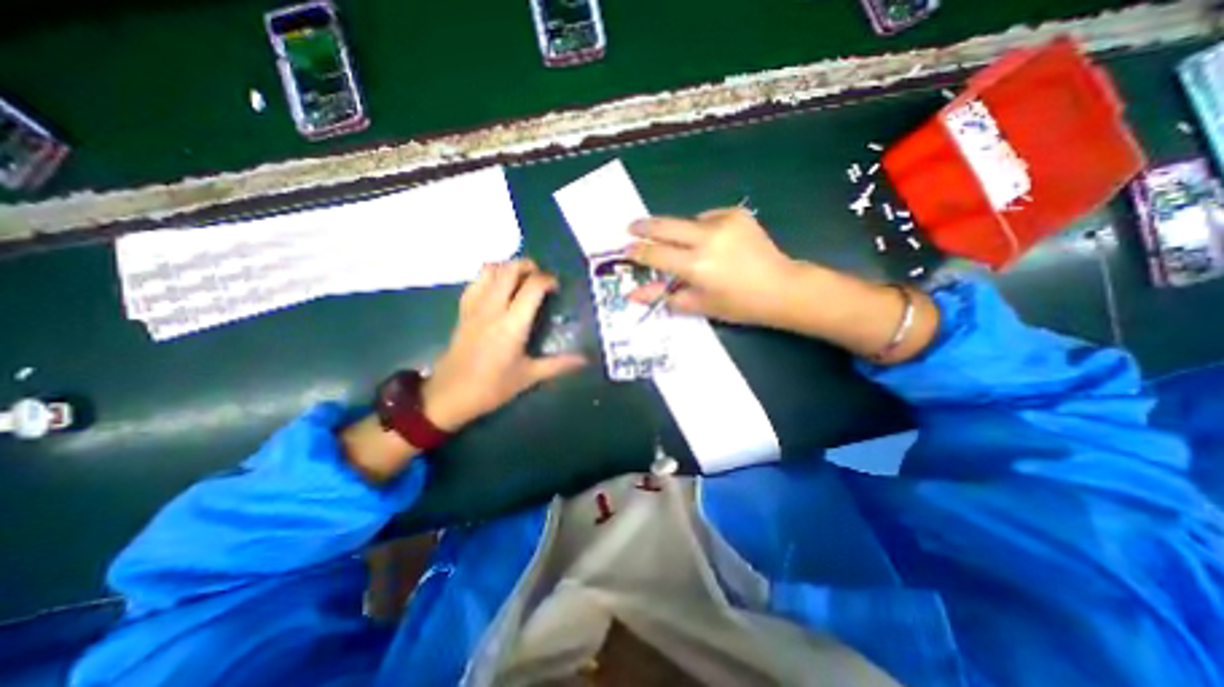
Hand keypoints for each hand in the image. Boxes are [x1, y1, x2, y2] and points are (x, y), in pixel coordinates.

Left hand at [421, 261, 587, 432]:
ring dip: (508, 266)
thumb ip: (559, 364)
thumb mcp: (529, 376)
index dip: (548, 280)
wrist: (449, 395)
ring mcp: (474, 306)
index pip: (532, 286)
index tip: (556, 288)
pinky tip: (499, 288)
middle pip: (509, 269)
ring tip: (521, 278)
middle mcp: (493, 308)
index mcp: (512, 324)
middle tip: (541, 277)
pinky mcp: (462, 309)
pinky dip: (490, 275)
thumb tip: (585, 360)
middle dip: (528, 265)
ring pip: (490, 269)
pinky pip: (476, 280)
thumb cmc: (492, 387)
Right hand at [625, 207, 799, 326]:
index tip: (626, 250)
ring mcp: (723, 221)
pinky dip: (701, 228)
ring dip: (677, 232)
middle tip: (631, 227)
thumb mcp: (697, 304)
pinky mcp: (736, 213)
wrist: (781, 287)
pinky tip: (711, 242)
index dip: (637, 252)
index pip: (655, 253)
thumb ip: (662, 296)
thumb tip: (632, 295)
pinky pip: (706, 218)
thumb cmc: (737, 305)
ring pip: (686, 221)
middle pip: (664, 225)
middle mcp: (706, 238)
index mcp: (696, 265)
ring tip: (686, 247)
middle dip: (643, 226)